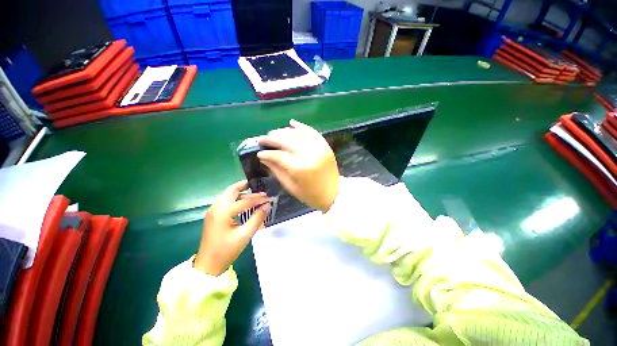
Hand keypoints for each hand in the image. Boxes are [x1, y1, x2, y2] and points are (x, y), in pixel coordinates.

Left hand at [195, 180, 270, 275]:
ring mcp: (213, 210)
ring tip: (255, 194)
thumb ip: (257, 218)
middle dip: (246, 186)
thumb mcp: (245, 235)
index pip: (245, 201)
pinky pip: (225, 201)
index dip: (259, 198)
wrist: (208, 265)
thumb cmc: (226, 251)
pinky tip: (245, 203)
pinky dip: (236, 198)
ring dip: (241, 192)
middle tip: (259, 186)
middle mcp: (216, 207)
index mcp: (223, 212)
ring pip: (228, 195)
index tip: (270, 197)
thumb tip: (268, 205)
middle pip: (232, 190)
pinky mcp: (213, 215)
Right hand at [257, 119, 339, 211]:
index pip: (279, 155)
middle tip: (262, 139)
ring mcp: (319, 148)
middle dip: (272, 138)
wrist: (334, 194)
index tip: (259, 152)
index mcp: (300, 169)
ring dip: (284, 131)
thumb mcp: (291, 186)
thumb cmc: (310, 195)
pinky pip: (312, 132)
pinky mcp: (325, 146)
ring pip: (298, 134)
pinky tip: (291, 123)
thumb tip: (264, 157)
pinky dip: (301, 127)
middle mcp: (310, 155)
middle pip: (287, 141)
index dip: (267, 153)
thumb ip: (277, 170)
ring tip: (273, 133)